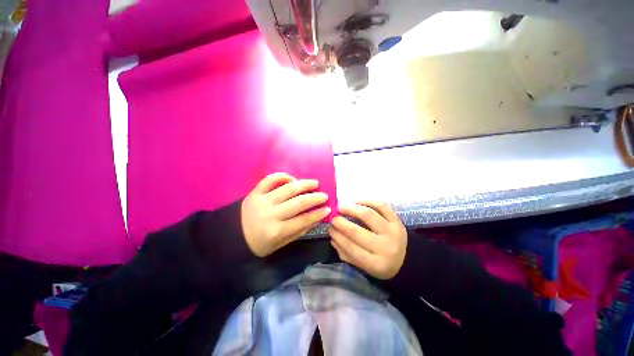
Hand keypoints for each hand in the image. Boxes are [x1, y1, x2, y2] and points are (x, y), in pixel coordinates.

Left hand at [241, 173, 330, 256]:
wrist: (233, 237)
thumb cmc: (259, 243)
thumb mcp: (280, 244)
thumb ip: (299, 231)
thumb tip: (317, 219)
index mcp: (276, 231)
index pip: (303, 220)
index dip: (318, 214)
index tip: (328, 209)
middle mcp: (270, 214)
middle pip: (298, 203)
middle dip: (315, 198)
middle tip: (324, 195)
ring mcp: (262, 201)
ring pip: (288, 189)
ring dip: (304, 184)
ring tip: (314, 183)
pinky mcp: (255, 192)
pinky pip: (270, 180)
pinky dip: (283, 176)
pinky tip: (292, 179)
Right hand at [329, 201, 406, 278]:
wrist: (408, 259)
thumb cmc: (382, 264)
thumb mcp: (364, 267)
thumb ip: (347, 254)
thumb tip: (333, 238)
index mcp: (376, 264)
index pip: (351, 248)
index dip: (337, 236)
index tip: (329, 228)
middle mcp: (385, 247)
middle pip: (357, 232)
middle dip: (341, 222)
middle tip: (333, 217)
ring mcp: (393, 231)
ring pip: (369, 215)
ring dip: (351, 209)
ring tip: (342, 207)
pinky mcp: (397, 220)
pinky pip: (381, 206)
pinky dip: (367, 201)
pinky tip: (356, 201)